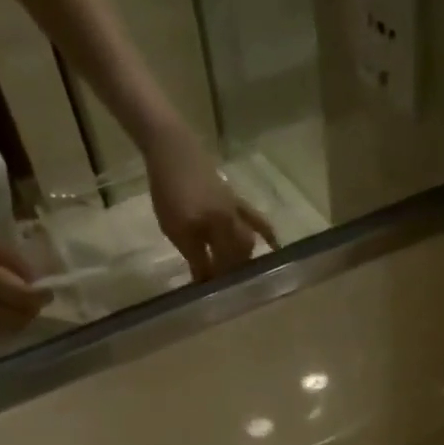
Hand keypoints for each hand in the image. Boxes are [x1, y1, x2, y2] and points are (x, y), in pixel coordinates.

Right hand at [0, 218, 48, 330]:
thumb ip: (13, 262)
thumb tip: (38, 280)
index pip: (24, 297)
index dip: (41, 296)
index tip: (50, 290)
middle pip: (20, 320)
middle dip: (31, 310)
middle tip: (35, 296)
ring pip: (9, 329)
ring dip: (20, 318)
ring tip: (20, 301)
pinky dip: (7, 322)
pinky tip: (4, 307)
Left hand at [144, 129, 277, 279]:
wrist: (171, 147)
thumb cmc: (170, 190)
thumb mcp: (177, 230)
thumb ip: (195, 258)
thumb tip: (205, 285)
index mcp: (219, 229)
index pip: (224, 266)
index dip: (219, 282)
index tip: (212, 298)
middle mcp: (234, 222)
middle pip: (240, 256)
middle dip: (234, 273)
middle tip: (223, 287)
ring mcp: (237, 209)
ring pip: (249, 241)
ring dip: (245, 259)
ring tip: (238, 273)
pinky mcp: (235, 199)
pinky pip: (255, 219)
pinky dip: (265, 233)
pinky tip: (273, 245)